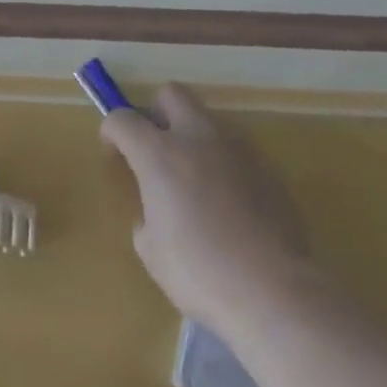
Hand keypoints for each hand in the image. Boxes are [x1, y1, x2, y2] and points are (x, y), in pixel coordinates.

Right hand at [101, 84, 312, 337]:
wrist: (275, 292)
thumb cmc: (201, 272)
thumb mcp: (152, 252)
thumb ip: (147, 217)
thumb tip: (157, 213)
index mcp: (159, 153)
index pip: (123, 118)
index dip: (112, 131)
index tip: (113, 151)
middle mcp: (197, 137)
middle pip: (171, 94)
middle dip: (157, 111)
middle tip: (155, 147)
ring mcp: (238, 149)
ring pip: (208, 119)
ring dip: (194, 137)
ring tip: (194, 180)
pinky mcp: (268, 169)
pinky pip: (237, 152)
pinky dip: (224, 165)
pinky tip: (229, 205)